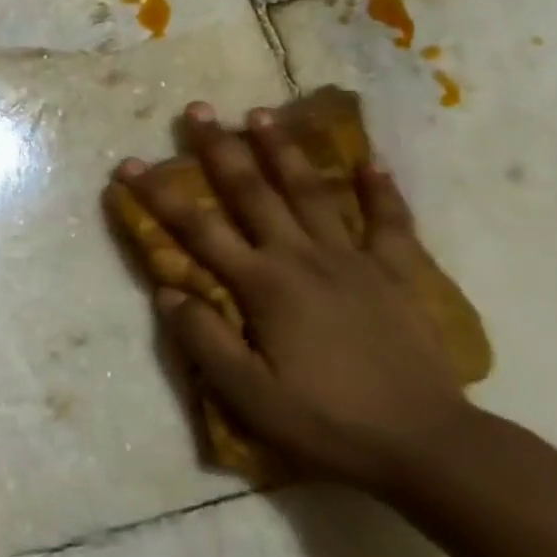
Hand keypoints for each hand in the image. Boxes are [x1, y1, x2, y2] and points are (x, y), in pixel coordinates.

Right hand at [114, 103, 466, 491]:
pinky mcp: (396, 273)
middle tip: (198, 110)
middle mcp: (302, 258)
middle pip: (252, 193)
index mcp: (263, 286)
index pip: (197, 230)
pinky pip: (388, 222)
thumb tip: (167, 290)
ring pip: (311, 192)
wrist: (428, 446)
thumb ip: (205, 340)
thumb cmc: (327, 422)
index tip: (129, 165)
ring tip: (261, 113)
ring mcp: (352, 260)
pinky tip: (371, 159)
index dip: (159, 195)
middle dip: (220, 149)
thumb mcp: (249, 396)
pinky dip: (380, 189)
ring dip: (283, 150)